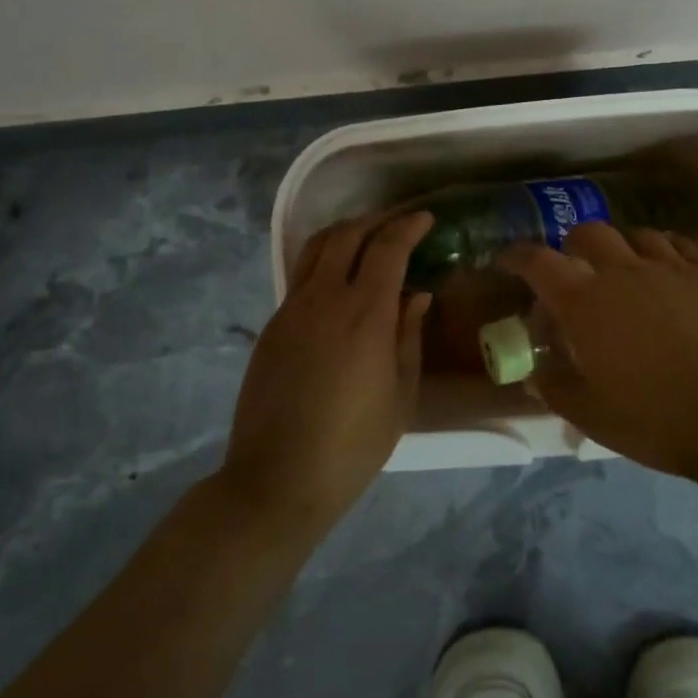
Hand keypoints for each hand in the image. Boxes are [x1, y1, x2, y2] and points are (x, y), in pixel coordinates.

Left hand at [220, 211, 433, 533]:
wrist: (279, 478)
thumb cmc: (353, 444)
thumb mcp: (400, 394)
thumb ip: (409, 335)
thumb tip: (416, 294)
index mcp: (365, 313)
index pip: (387, 247)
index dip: (408, 227)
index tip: (426, 219)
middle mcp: (325, 298)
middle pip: (347, 235)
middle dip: (376, 221)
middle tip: (398, 225)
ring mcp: (292, 309)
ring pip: (317, 248)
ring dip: (345, 233)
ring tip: (367, 239)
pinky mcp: (272, 326)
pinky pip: (301, 276)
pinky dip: (325, 261)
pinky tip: (339, 281)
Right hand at [498, 223, 697, 481]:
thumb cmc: (657, 419)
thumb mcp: (593, 415)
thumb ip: (557, 389)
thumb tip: (536, 373)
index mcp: (586, 303)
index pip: (538, 263)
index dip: (517, 256)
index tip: (507, 261)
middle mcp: (625, 272)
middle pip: (589, 234)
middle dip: (573, 245)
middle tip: (576, 268)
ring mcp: (673, 268)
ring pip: (638, 235)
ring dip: (622, 247)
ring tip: (626, 270)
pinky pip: (682, 246)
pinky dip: (666, 251)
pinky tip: (671, 271)